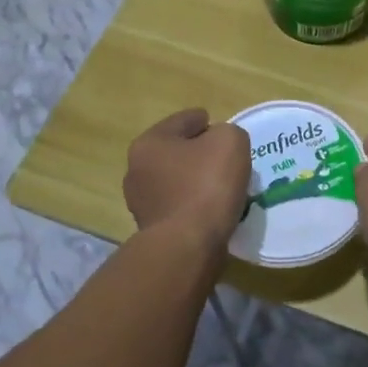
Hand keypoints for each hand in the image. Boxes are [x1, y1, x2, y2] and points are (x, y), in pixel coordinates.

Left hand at [123, 108, 250, 250]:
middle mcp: (137, 170)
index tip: (220, 128)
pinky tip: (212, 208)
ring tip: (222, 186)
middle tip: (225, 159)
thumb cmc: (206, 185)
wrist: (188, 246)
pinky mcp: (152, 230)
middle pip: (176, 151)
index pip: (183, 121)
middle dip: (198, 152)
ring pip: (176, 180)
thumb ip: (227, 132)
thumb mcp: (230, 141)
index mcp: (149, 142)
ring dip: (195, 180)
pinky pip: (179, 206)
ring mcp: (141, 202)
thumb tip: (219, 145)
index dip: (204, 120)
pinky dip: (194, 204)